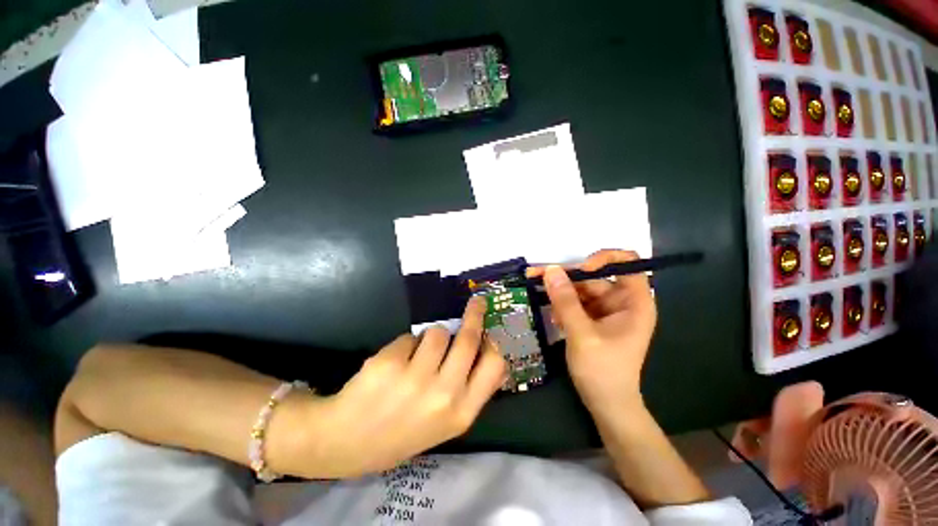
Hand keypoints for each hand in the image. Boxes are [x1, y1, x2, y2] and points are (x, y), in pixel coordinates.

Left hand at [309, 297, 505, 477]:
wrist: (347, 443)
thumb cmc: (403, 431)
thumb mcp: (446, 422)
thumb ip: (470, 390)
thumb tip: (490, 352)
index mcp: (461, 413)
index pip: (495, 366)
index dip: (493, 343)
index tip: (488, 331)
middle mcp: (443, 395)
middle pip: (468, 339)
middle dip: (475, 314)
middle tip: (476, 302)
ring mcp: (415, 379)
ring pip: (438, 332)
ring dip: (432, 337)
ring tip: (418, 355)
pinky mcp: (390, 364)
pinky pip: (411, 337)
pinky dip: (407, 345)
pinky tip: (394, 364)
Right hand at [527, 250, 656, 414]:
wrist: (606, 404)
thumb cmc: (603, 371)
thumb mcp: (582, 333)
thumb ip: (565, 301)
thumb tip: (550, 269)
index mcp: (633, 301)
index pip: (627, 263)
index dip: (603, 258)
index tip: (580, 269)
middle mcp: (621, 301)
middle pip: (593, 276)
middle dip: (565, 276)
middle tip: (535, 273)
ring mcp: (606, 310)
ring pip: (580, 288)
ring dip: (559, 290)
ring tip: (536, 289)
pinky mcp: (593, 318)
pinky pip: (575, 302)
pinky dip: (562, 304)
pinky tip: (552, 315)